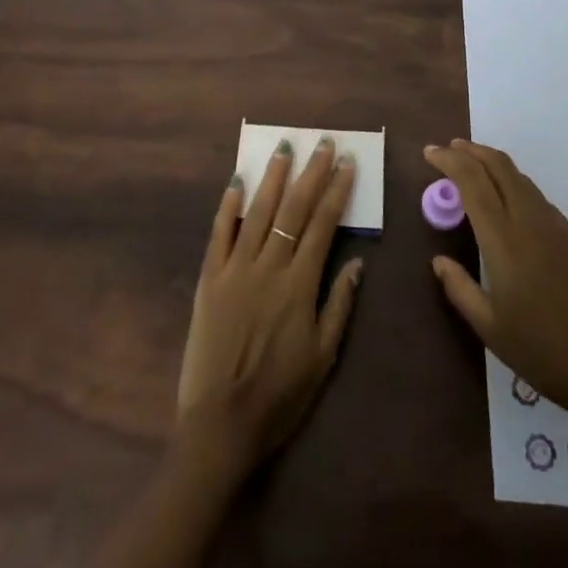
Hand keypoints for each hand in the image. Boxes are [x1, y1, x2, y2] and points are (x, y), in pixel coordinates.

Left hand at [176, 137, 362, 476]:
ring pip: (258, 212)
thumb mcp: (323, 358)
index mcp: (299, 285)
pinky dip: (228, 206)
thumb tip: (357, 263)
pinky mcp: (210, 278)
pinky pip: (219, 234)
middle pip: (293, 209)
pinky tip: (236, 182)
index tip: (346, 163)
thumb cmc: (280, 395)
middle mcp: (269, 267)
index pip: (323, 225)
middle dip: (310, 173)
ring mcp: (235, 269)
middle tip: (322, 143)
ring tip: (284, 148)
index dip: (336, 191)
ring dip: (273, 178)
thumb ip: (339, 306)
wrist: (221, 424)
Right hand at [425, 139, 567, 418]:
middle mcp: (529, 220)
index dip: (449, 160)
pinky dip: (512, 183)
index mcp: (504, 238)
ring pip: (519, 177)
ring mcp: (556, 226)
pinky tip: (505, 202)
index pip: (472, 180)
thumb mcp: (490, 328)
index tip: (429, 152)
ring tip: (472, 169)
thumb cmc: (544, 351)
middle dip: (471, 151)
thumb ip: (459, 289)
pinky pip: (535, 195)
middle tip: (448, 150)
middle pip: (498, 165)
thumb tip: (438, 261)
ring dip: (492, 164)